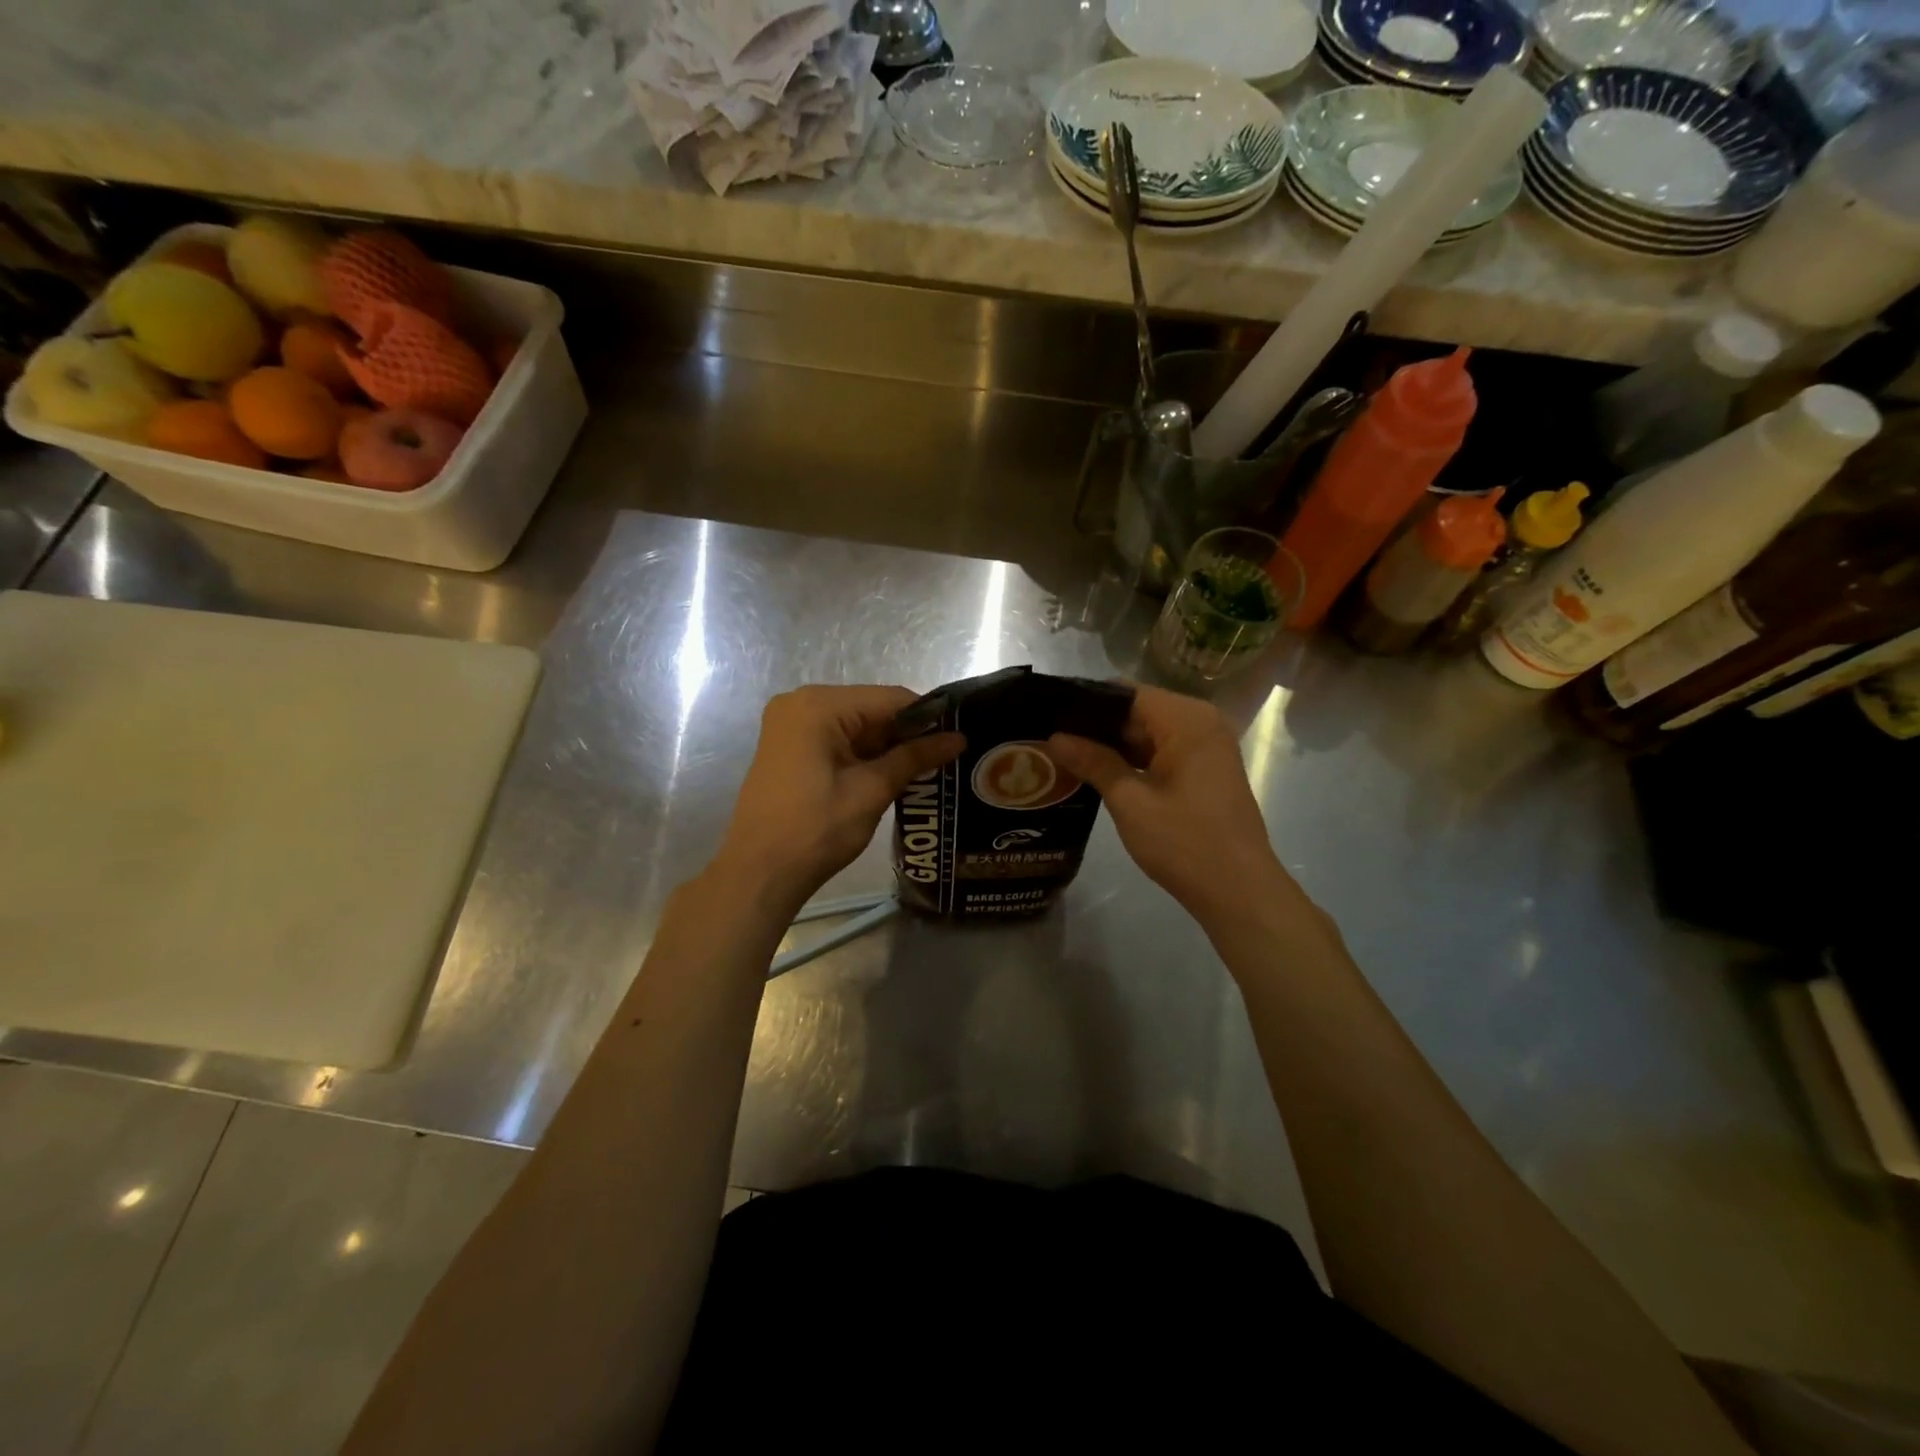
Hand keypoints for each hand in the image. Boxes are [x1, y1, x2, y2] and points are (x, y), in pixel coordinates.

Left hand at [714, 685, 964, 910]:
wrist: (759, 873)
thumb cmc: (816, 830)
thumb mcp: (871, 791)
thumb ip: (915, 757)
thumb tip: (958, 738)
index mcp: (819, 706)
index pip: (890, 699)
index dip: (928, 718)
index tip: (958, 739)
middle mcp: (801, 703)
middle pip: (871, 709)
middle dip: (907, 734)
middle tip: (947, 758)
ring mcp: (790, 725)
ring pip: (855, 726)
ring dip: (887, 747)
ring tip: (927, 769)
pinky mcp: (788, 747)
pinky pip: (836, 739)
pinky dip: (863, 755)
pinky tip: (890, 775)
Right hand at [1046, 684, 1293, 923]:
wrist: (1239, 891)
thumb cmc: (1185, 843)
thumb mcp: (1130, 801)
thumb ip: (1093, 762)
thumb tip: (1055, 737)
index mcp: (1187, 719)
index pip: (1126, 692)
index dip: (1086, 702)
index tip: (1049, 713)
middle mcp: (1201, 722)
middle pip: (1138, 710)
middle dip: (1096, 725)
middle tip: (1049, 738)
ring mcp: (1207, 746)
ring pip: (1149, 732)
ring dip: (1113, 745)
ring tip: (1065, 755)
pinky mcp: (1206, 770)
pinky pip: (1163, 751)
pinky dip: (1134, 760)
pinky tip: (1098, 773)